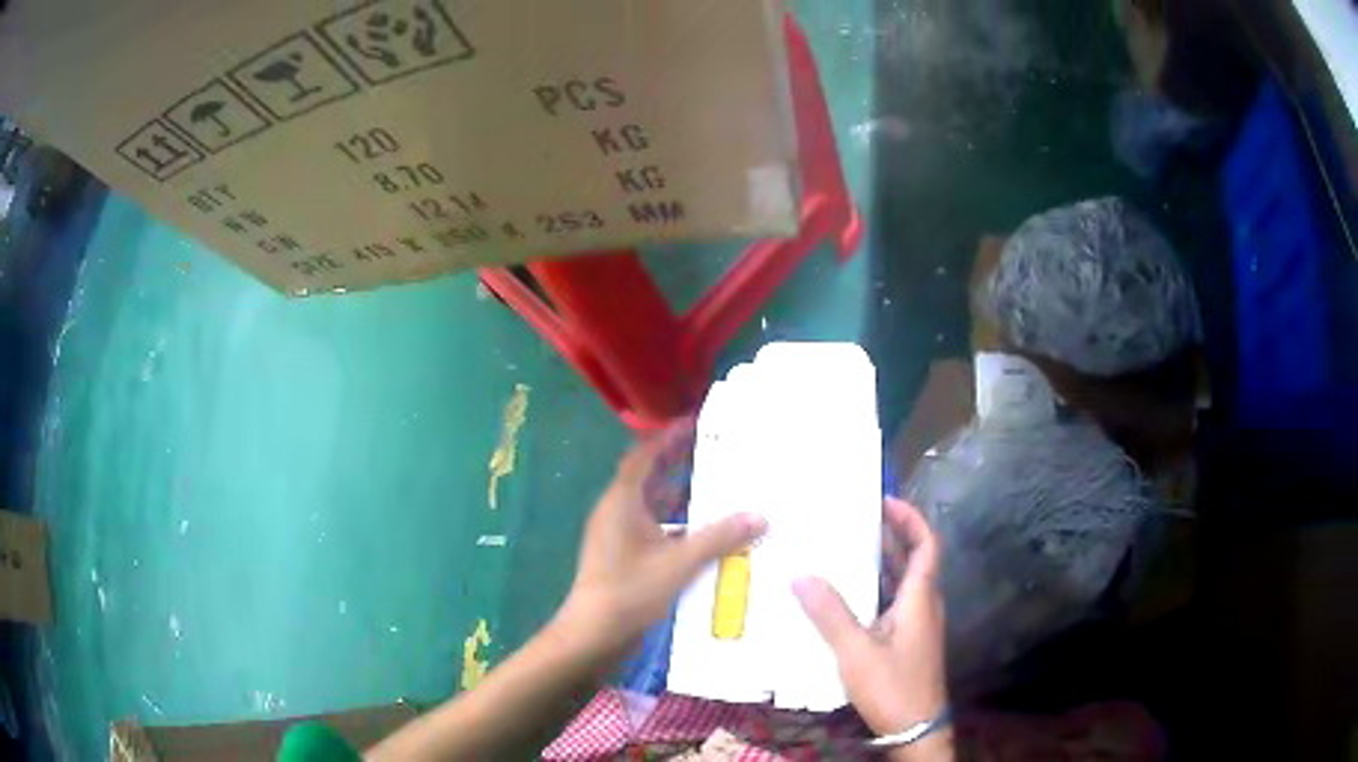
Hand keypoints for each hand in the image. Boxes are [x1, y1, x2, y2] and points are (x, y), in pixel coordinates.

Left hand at [558, 420, 766, 659]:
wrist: (593, 634)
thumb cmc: (630, 591)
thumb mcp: (679, 562)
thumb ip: (719, 538)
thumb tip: (759, 516)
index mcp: (622, 501)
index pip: (644, 455)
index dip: (668, 437)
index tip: (696, 423)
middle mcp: (616, 512)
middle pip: (648, 477)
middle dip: (678, 463)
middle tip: (716, 450)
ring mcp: (618, 536)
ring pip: (651, 505)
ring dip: (679, 495)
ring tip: (716, 486)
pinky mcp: (623, 557)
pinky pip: (652, 528)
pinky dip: (675, 523)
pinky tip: (702, 532)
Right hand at [793, 498, 949, 758]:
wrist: (915, 728)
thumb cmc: (892, 685)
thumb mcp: (856, 651)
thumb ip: (830, 614)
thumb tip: (801, 575)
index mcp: (920, 598)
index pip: (927, 545)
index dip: (911, 519)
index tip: (884, 501)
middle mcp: (923, 605)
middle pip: (913, 560)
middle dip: (889, 536)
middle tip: (855, 520)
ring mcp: (916, 625)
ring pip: (901, 583)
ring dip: (880, 564)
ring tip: (844, 549)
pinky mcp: (906, 643)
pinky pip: (892, 604)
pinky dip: (874, 591)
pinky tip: (845, 597)